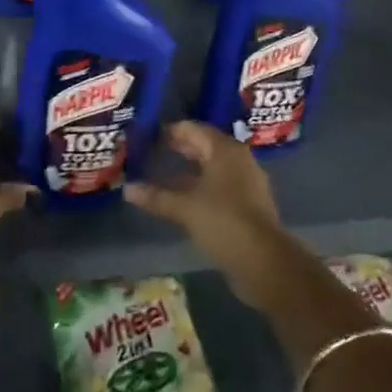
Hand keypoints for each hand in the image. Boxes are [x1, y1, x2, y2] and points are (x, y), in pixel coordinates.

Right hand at [126, 121, 288, 306]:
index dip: (167, 131)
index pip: (192, 129)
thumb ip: (156, 197)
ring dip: (185, 170)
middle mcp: (237, 159)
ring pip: (209, 167)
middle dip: (176, 148)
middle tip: (148, 153)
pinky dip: (198, 187)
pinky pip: (217, 185)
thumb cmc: (224, 222)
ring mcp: (245, 182)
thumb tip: (127, 189)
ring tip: (158, 175)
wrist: (264, 262)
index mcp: (224, 149)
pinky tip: (179, 199)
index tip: (145, 137)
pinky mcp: (246, 204)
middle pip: (202, 145)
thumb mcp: (185, 208)